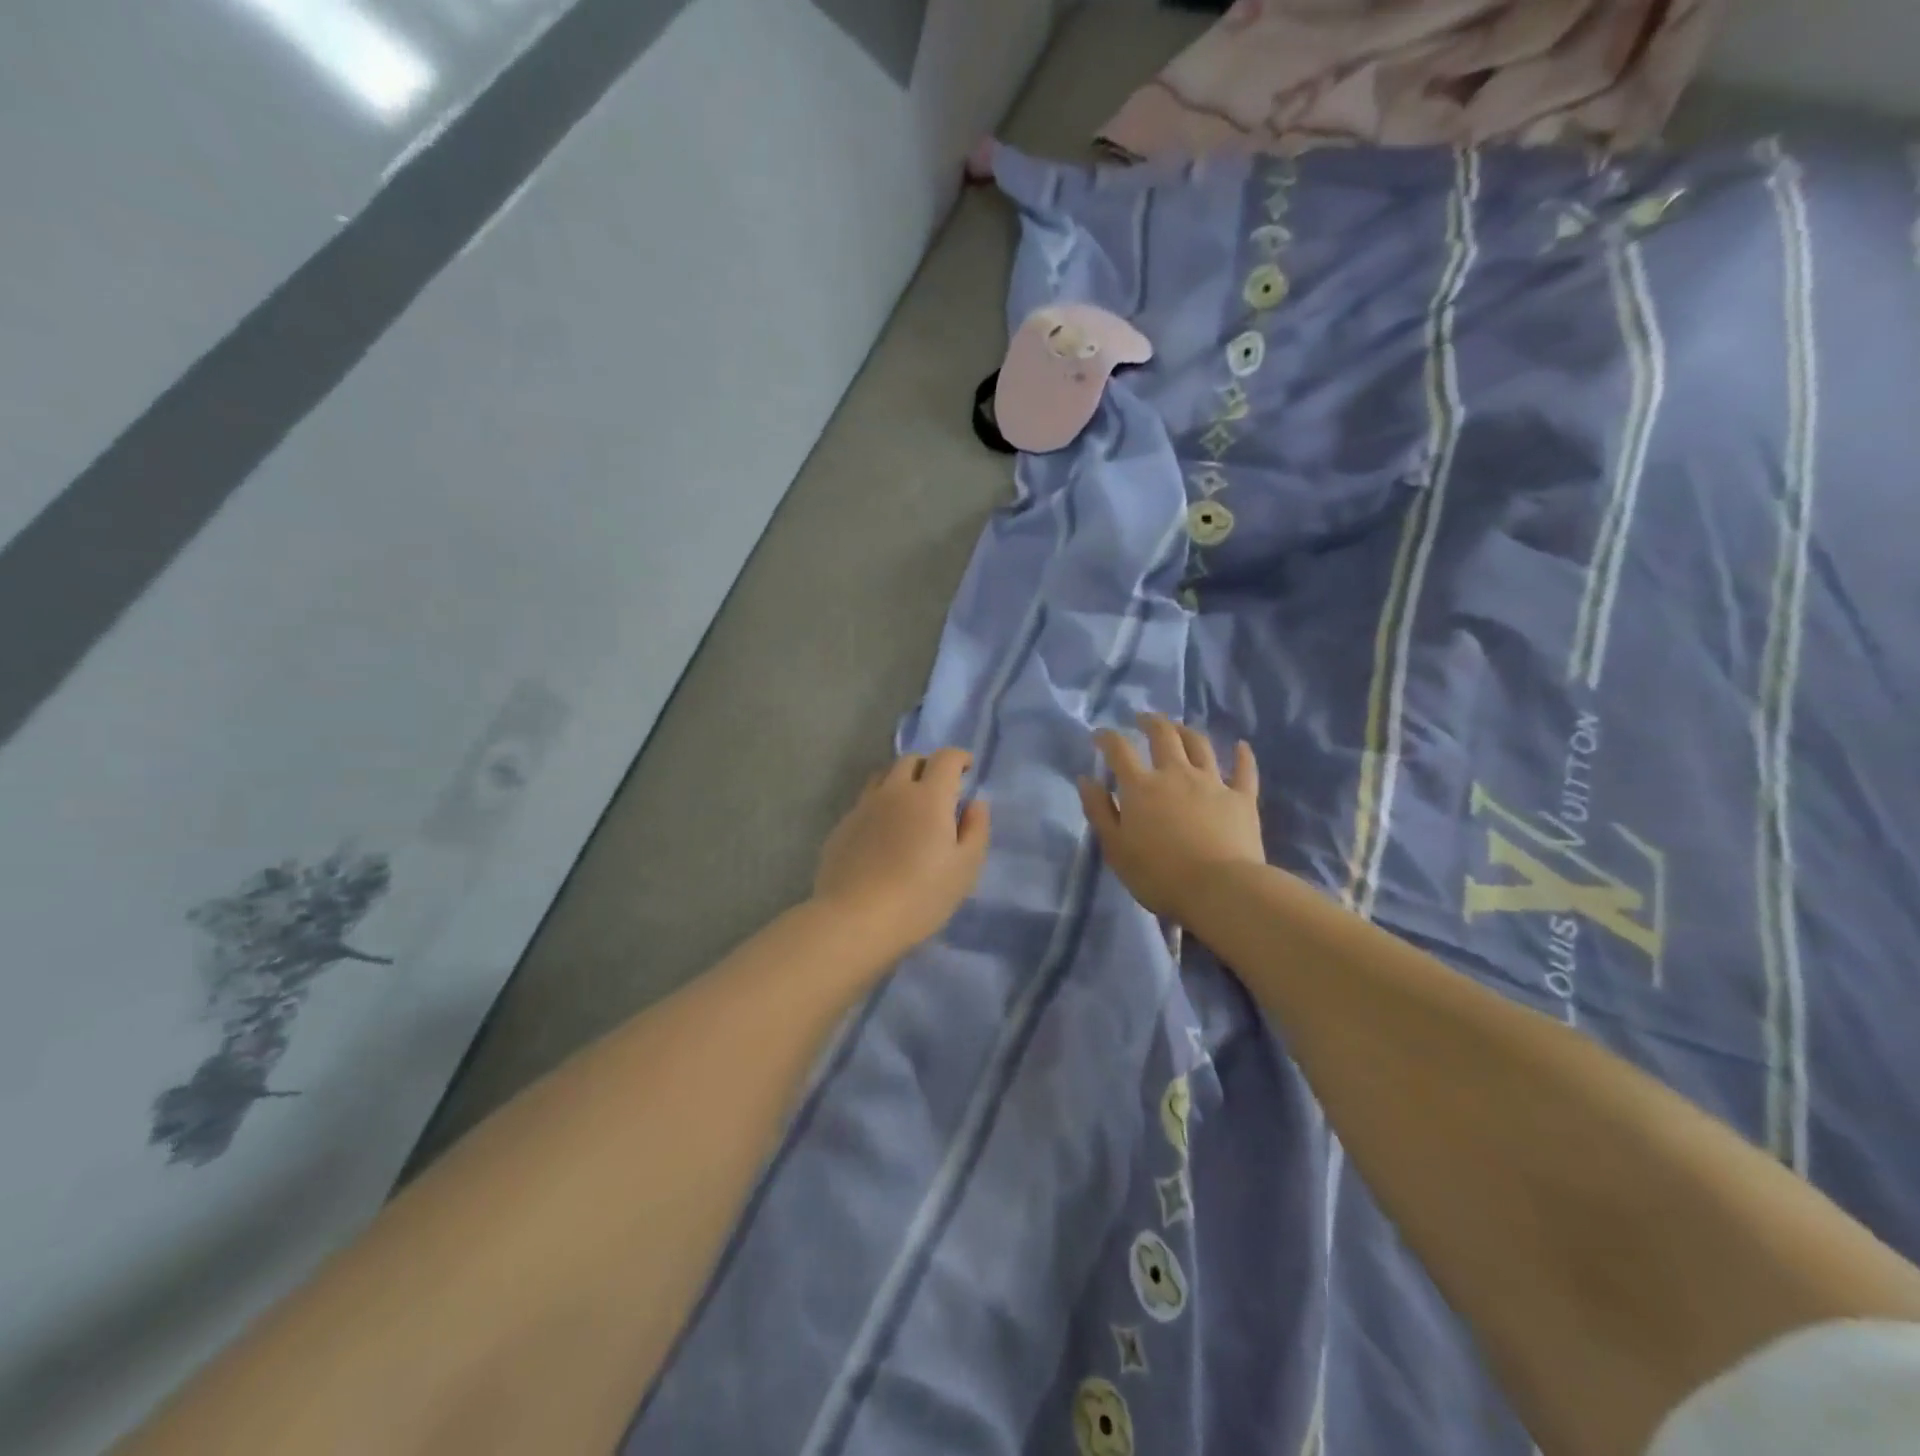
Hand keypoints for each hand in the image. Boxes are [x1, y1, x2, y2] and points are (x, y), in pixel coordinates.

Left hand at [813, 748, 990, 954]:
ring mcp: (863, 807)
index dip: (959, 757)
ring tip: (909, 805)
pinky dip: (879, 805)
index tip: (967, 768)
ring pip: (882, 777)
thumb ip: (976, 829)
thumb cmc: (920, 896)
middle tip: (940, 788)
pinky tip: (883, 833)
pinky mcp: (842, 826)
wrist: (855, 920)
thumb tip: (975, 803)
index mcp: (929, 797)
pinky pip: (864, 803)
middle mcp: (893, 791)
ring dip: (900, 781)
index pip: (945, 759)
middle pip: (910, 760)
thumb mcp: (965, 868)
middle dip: (929, 766)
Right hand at [1079, 713, 1264, 921]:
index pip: (1120, 751)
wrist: (1219, 890)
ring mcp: (1212, 783)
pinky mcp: (1242, 798)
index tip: (1100, 735)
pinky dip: (1242, 756)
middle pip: (1164, 736)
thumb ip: (1099, 811)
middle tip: (1143, 718)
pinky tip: (1241, 746)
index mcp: (1141, 787)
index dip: (1108, 738)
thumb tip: (1087, 779)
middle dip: (1151, 722)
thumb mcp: (1115, 848)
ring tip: (1179, 728)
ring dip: (1187, 731)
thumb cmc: (1158, 875)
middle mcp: (1176, 774)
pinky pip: (1244, 770)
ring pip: (1200, 745)